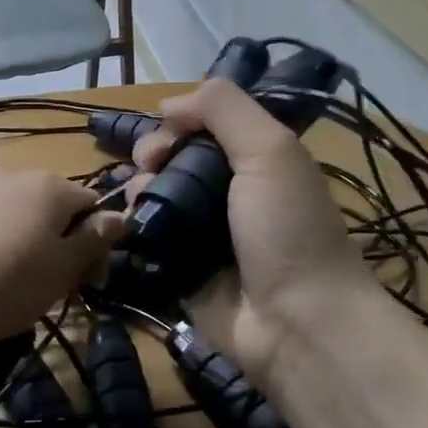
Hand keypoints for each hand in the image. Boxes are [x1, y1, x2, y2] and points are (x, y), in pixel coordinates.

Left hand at [0, 168, 124, 350]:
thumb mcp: (63, 270)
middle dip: (62, 239)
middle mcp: (16, 172)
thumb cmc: (7, 285)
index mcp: (51, 185)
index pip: (92, 205)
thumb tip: (122, 215)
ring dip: (28, 236)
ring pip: (20, 209)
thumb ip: (96, 238)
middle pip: (55, 204)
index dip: (98, 244)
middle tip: (54, 285)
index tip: (89, 282)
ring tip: (14, 278)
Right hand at [130, 80, 376, 387]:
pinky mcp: (181, 270)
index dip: (179, 122)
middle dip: (153, 154)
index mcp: (257, 161)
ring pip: (156, 195)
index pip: (206, 126)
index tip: (165, 132)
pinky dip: (134, 226)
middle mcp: (230, 193)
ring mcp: (203, 234)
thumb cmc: (287, 228)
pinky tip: (129, 225)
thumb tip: (168, 103)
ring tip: (139, 199)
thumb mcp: (270, 151)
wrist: (297, 324)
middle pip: (175, 158)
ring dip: (139, 188)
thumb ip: (224, 109)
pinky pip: (148, 238)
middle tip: (149, 167)